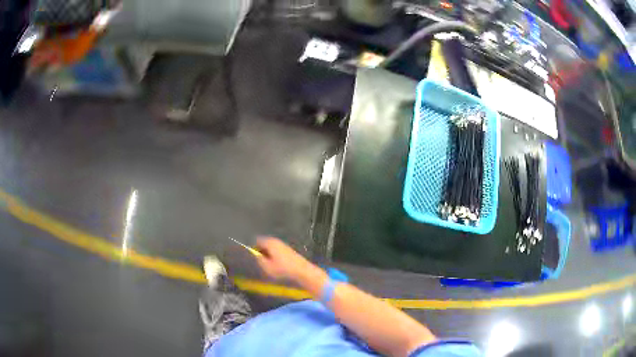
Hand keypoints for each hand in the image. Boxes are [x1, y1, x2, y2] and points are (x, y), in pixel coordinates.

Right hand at [255, 237, 310, 280]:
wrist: (302, 270)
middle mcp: (276, 241)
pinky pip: (276, 251)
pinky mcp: (288, 250)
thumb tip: (254, 255)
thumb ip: (258, 259)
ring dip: (267, 254)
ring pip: (270, 247)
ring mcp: (283, 245)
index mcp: (269, 242)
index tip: (251, 257)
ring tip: (267, 264)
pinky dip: (274, 256)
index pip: (256, 240)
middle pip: (263, 243)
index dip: (252, 248)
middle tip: (259, 262)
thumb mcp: (267, 267)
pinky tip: (276, 264)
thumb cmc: (283, 269)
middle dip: (260, 251)